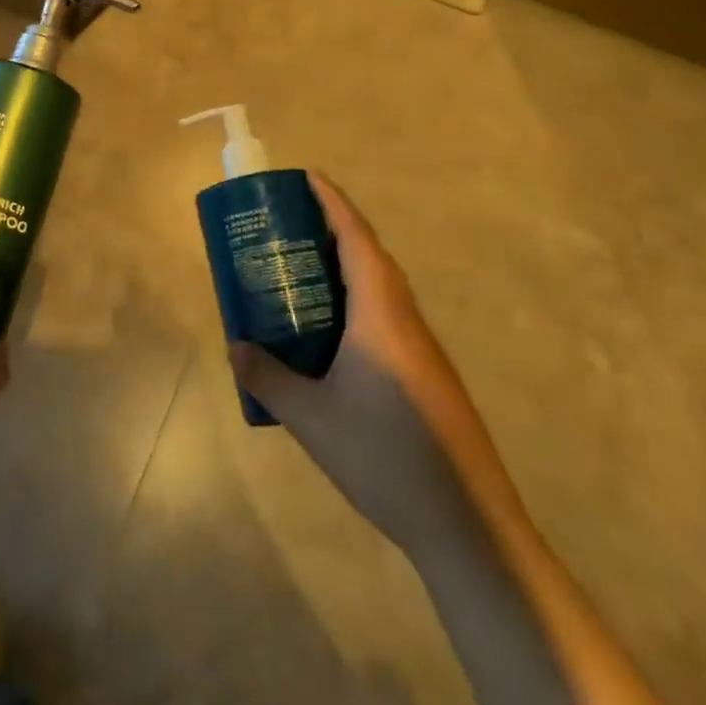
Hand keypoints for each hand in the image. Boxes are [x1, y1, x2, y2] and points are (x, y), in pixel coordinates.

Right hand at [228, 173, 491, 550]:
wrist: (469, 528)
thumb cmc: (385, 457)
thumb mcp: (310, 418)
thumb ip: (267, 377)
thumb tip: (235, 346)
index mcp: (381, 316)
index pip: (357, 240)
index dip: (333, 203)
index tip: (308, 177)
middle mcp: (406, 322)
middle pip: (372, 258)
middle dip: (335, 230)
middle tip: (291, 225)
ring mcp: (423, 352)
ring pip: (382, 290)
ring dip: (347, 268)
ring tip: (303, 272)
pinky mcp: (428, 378)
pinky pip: (387, 318)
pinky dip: (357, 303)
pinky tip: (332, 336)